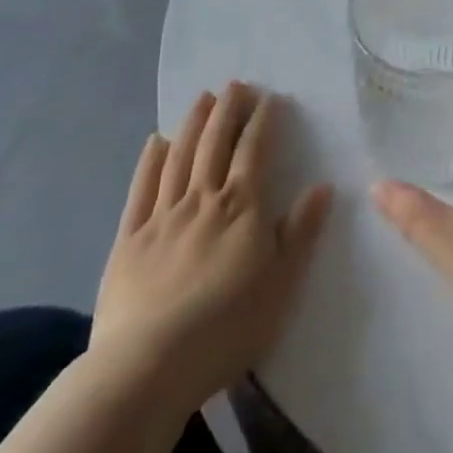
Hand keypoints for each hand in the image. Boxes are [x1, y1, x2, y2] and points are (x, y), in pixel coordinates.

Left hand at [91, 83, 331, 413]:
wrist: (148, 368)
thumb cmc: (227, 326)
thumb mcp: (282, 283)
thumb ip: (302, 231)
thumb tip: (323, 186)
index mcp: (242, 206)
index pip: (255, 149)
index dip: (263, 120)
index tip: (269, 98)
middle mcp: (203, 199)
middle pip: (216, 142)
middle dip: (228, 109)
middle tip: (235, 84)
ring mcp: (163, 216)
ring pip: (180, 157)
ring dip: (193, 123)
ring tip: (202, 97)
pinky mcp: (129, 240)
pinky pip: (141, 190)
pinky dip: (150, 161)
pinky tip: (157, 141)